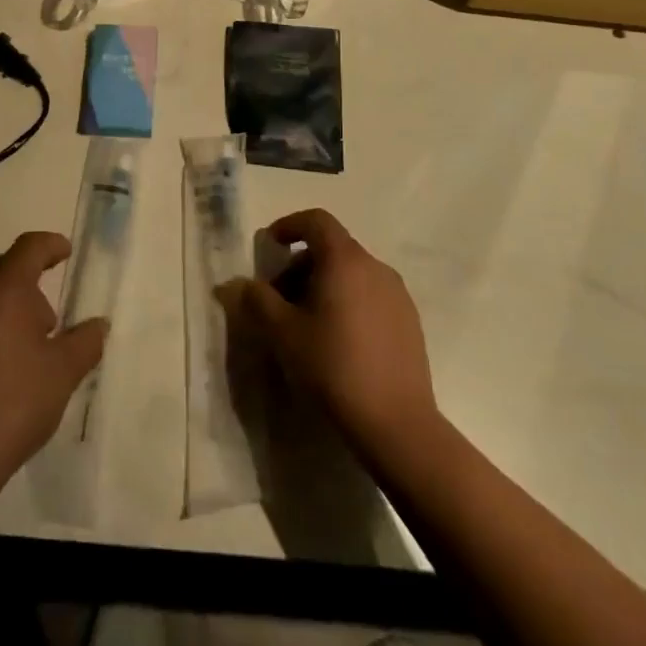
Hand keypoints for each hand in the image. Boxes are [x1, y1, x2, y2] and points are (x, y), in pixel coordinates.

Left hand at [0, 232, 107, 509]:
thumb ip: (84, 343)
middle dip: (22, 287)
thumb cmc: (8, 409)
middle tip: (41, 325)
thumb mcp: (61, 377)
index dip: (50, 246)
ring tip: (5, 356)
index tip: (63, 252)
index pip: (29, 248)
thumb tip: (98, 324)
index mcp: (1, 290)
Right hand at [223, 210, 438, 454]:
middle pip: (332, 248)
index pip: (316, 221)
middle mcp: (375, 267)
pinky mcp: (410, 322)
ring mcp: (398, 295)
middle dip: (300, 265)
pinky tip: (338, 342)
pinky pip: (371, 296)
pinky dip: (348, 302)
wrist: (397, 424)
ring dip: (323, 286)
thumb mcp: (283, 334)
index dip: (289, 225)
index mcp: (345, 260)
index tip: (270, 246)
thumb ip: (256, 301)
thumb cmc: (334, 368)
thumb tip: (234, 283)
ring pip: (352, 274)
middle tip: (279, 299)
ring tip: (306, 324)